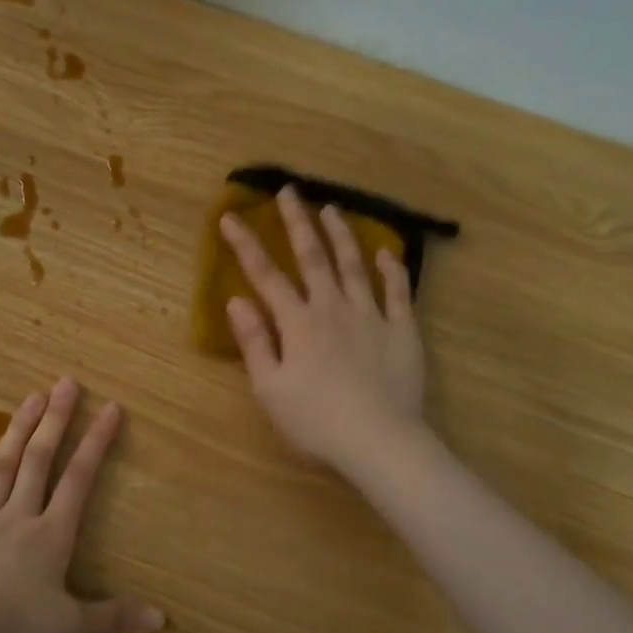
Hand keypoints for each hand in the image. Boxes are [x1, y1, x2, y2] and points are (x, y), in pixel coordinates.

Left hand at [0, 378, 163, 632]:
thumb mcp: (69, 628)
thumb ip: (114, 618)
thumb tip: (161, 619)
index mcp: (50, 535)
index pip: (79, 479)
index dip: (96, 442)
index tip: (111, 408)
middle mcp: (17, 517)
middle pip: (39, 461)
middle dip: (55, 421)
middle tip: (65, 382)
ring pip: (0, 469)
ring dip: (15, 432)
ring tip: (29, 397)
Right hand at [219, 186, 427, 474]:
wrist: (379, 441)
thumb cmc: (315, 422)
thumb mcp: (270, 388)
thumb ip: (254, 341)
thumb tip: (236, 299)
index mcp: (298, 323)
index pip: (266, 276)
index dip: (246, 245)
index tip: (230, 216)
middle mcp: (333, 308)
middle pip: (313, 257)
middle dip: (297, 222)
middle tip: (290, 191)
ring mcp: (371, 316)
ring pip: (354, 265)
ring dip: (342, 235)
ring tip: (332, 209)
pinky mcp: (402, 331)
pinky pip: (398, 292)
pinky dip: (392, 270)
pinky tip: (386, 252)